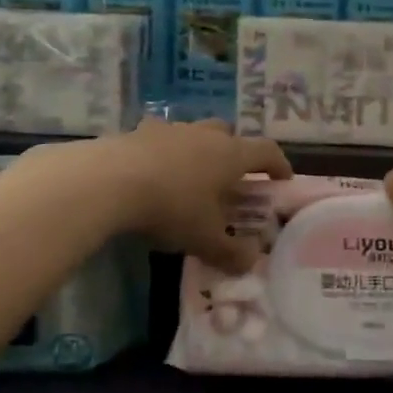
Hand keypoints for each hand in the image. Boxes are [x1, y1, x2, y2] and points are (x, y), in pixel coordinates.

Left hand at [106, 119, 290, 272]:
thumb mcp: (204, 239)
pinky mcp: (138, 132)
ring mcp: (170, 129)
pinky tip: (153, 170)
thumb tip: (250, 262)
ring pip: (194, 132)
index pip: (266, 151)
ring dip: (198, 149)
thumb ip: (231, 252)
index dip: (278, 164)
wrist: (109, 180)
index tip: (283, 179)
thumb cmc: (171, 207)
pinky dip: (164, 151)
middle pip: (229, 134)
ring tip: (190, 175)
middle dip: (235, 152)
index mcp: (230, 155)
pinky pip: (160, 138)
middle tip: (232, 177)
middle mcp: (204, 134)